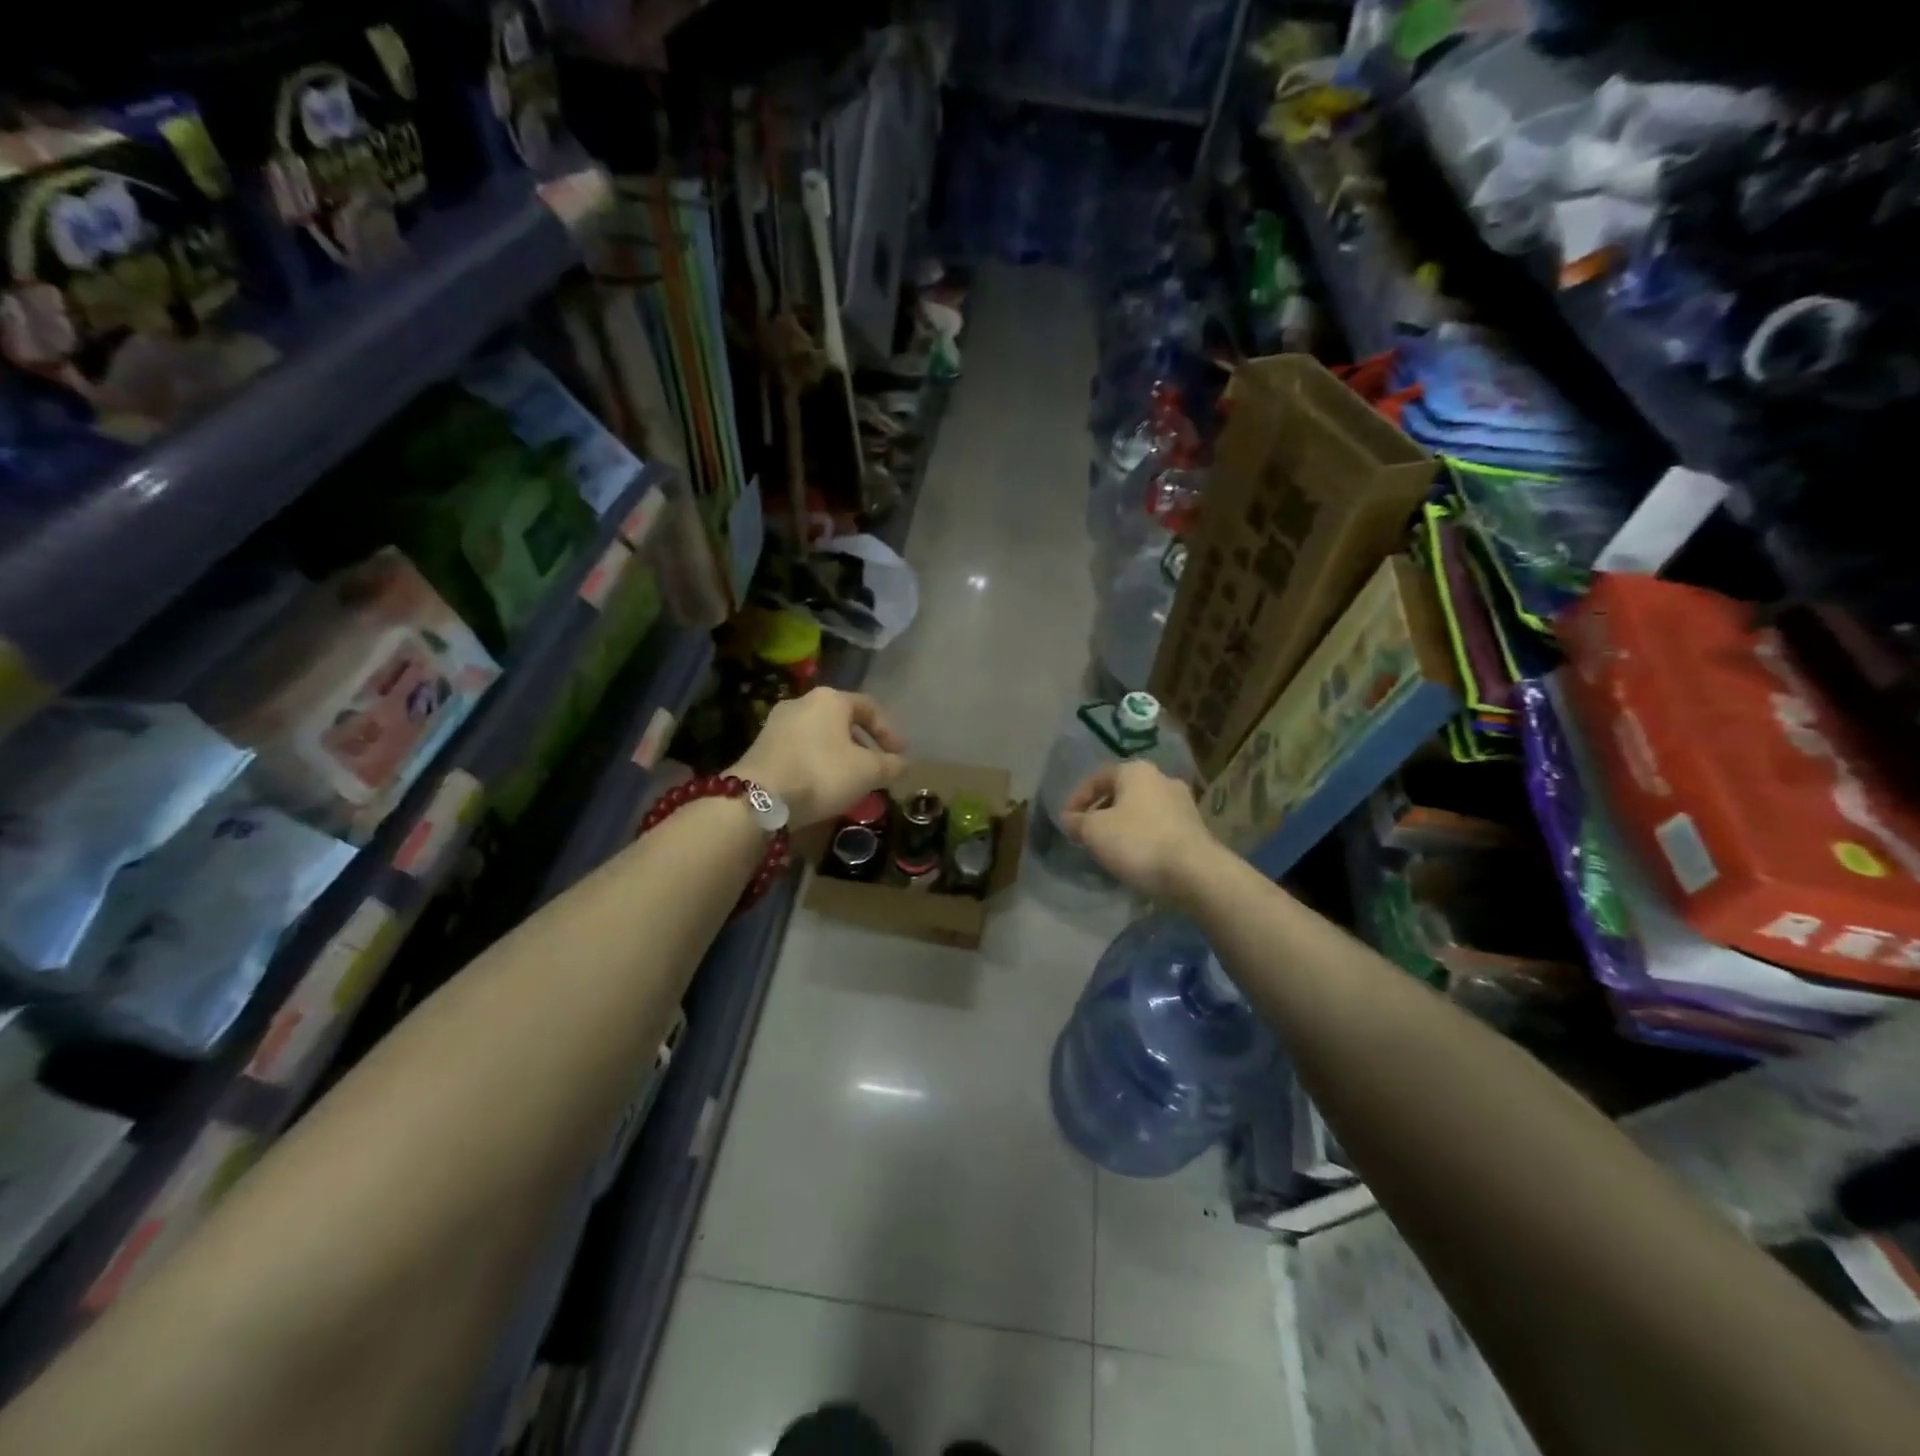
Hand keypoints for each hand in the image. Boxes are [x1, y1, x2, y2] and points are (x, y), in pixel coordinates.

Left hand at [731, 688, 906, 827]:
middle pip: (842, 721)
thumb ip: (891, 765)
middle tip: (876, 770)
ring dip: (839, 756)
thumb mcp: (868, 772)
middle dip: (863, 746)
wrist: (758, 798)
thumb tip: (903, 763)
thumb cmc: (822, 774)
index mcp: (830, 699)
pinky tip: (821, 786)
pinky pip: (800, 750)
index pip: (869, 707)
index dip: (889, 732)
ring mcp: (777, 723)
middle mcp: (802, 702)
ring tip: (850, 782)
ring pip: (820, 736)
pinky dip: (816, 763)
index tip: (900, 756)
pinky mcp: (761, 745)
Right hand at [1060, 760, 1217, 903]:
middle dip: (1101, 812)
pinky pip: (1158, 826)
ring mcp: (1183, 802)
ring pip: (1141, 810)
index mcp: (1136, 771)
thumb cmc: (1138, 841)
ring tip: (1109, 848)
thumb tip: (1069, 819)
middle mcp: (1162, 778)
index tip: (1067, 822)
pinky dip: (1142, 837)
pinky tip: (1135, 856)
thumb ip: (1077, 822)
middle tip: (1087, 835)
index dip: (1077, 799)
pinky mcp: (1195, 827)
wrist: (1195, 872)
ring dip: (1123, 825)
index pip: (1097, 778)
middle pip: (1121, 793)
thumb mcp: (1094, 832)